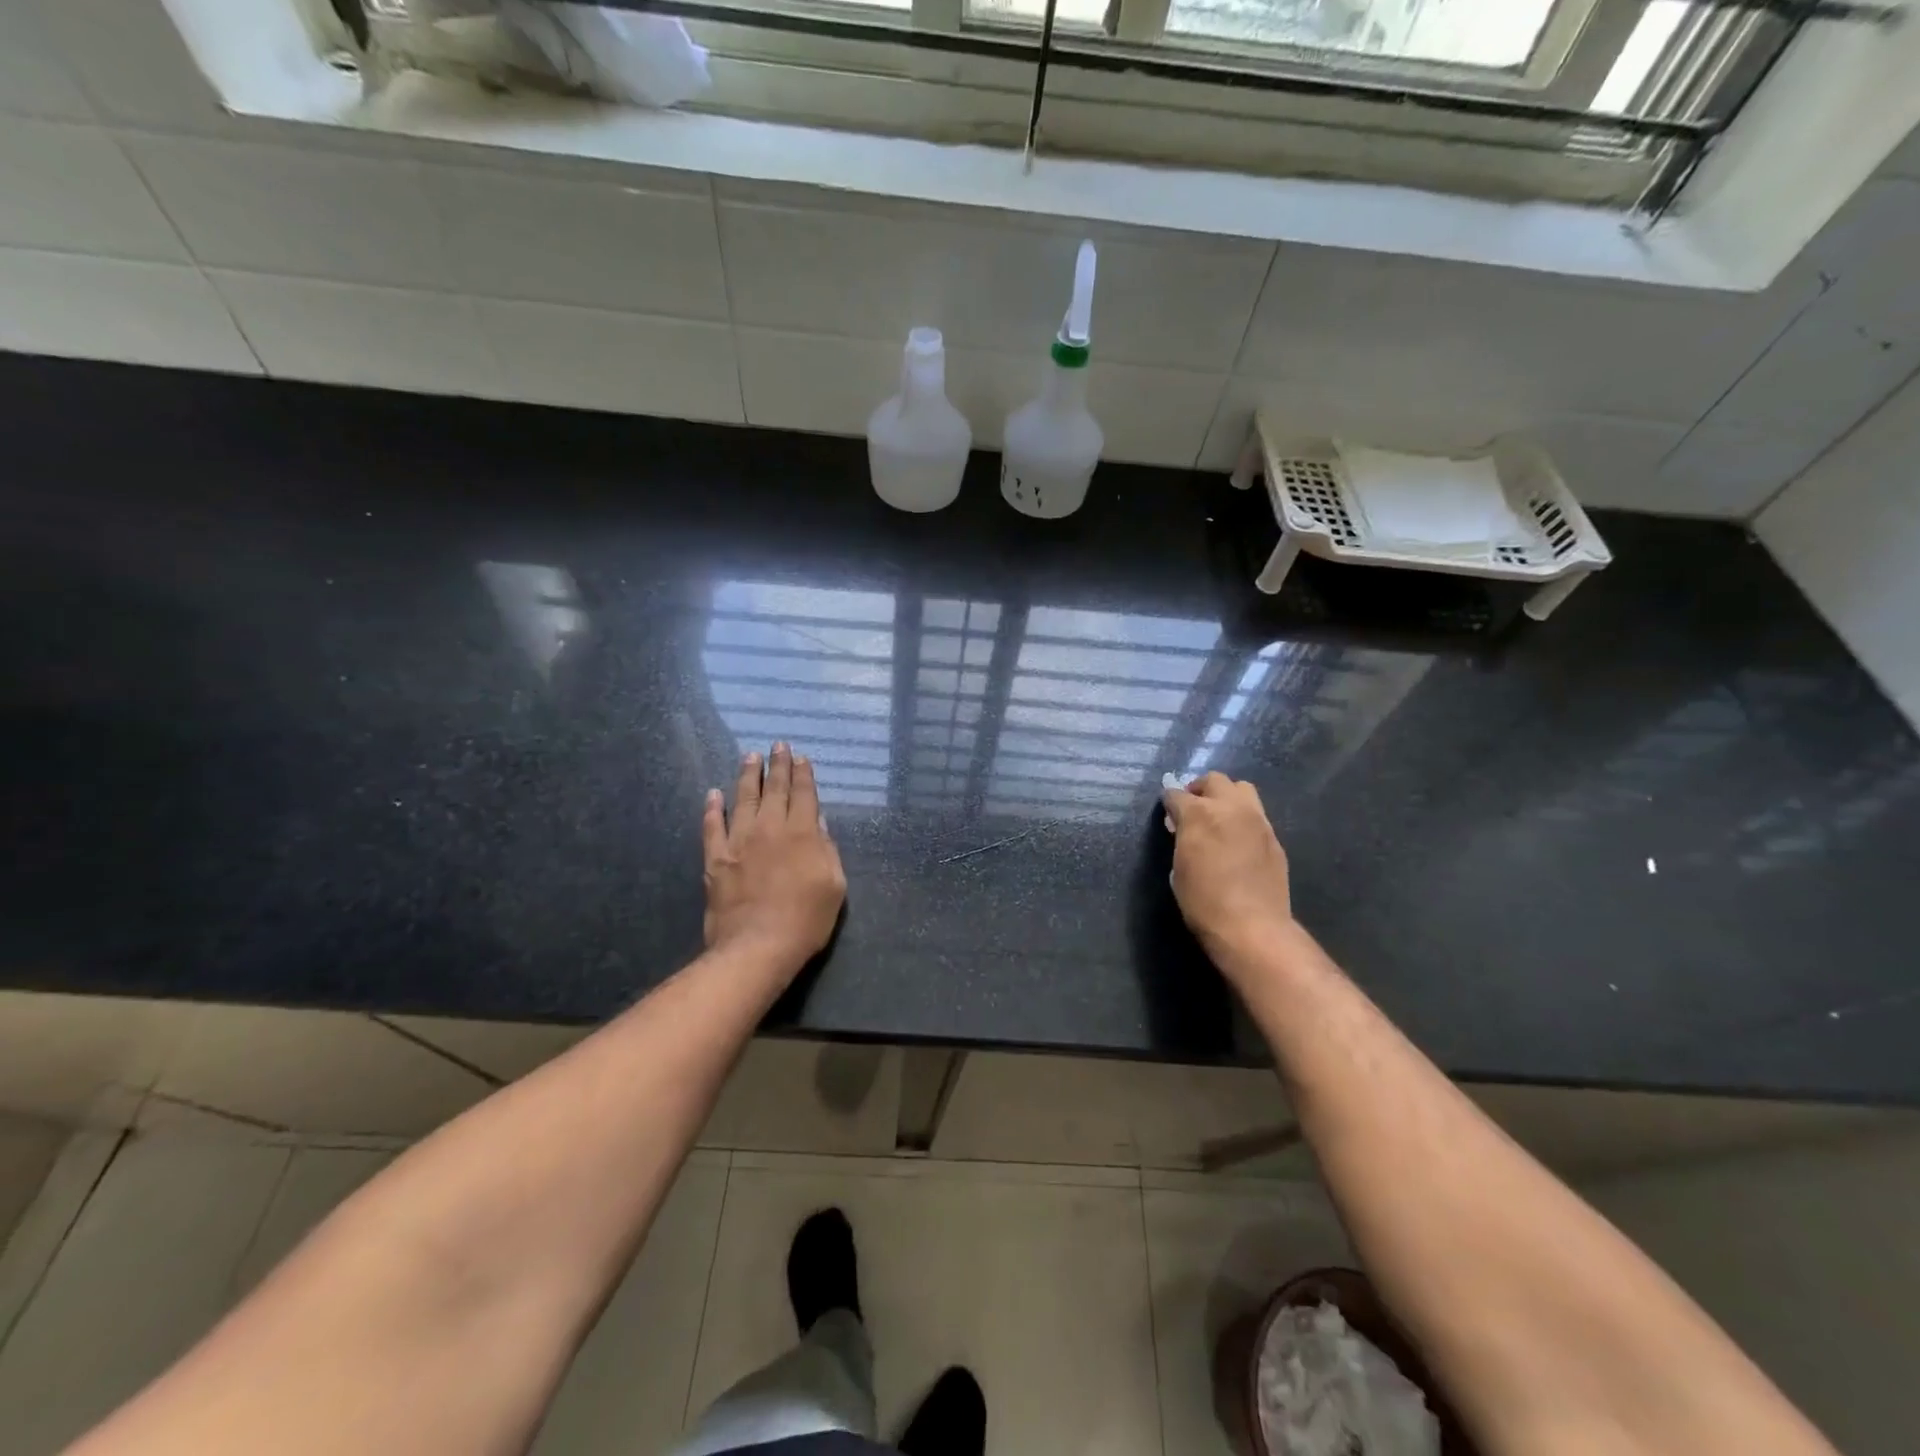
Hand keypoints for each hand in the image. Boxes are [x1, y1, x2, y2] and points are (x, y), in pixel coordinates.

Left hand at [702, 743, 847, 971]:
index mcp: (802, 833)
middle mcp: (770, 828)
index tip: (801, 757)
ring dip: (747, 776)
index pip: (803, 794)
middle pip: (774, 789)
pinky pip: (712, 826)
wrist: (758, 946)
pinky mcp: (716, 859)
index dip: (803, 774)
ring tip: (750, 757)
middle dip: (778, 765)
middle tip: (778, 745)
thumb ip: (826, 848)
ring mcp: (739, 841)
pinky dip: (712, 808)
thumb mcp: (834, 884)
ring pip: (743, 799)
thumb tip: (816, 821)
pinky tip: (713, 794)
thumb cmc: (806, 919)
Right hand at [1162, 772, 1293, 971]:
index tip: (1167, 812)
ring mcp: (1257, 820)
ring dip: (1226, 797)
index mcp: (1199, 814)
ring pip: (1242, 789)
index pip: (1176, 794)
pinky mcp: (1274, 837)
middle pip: (1214, 780)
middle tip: (1192, 808)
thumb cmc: (1203, 901)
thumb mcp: (1178, 867)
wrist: (1252, 926)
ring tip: (1219, 817)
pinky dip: (1243, 818)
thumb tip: (1183, 829)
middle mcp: (1230, 808)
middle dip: (1199, 789)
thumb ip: (1182, 838)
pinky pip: (1256, 815)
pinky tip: (1238, 840)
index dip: (1168, 802)